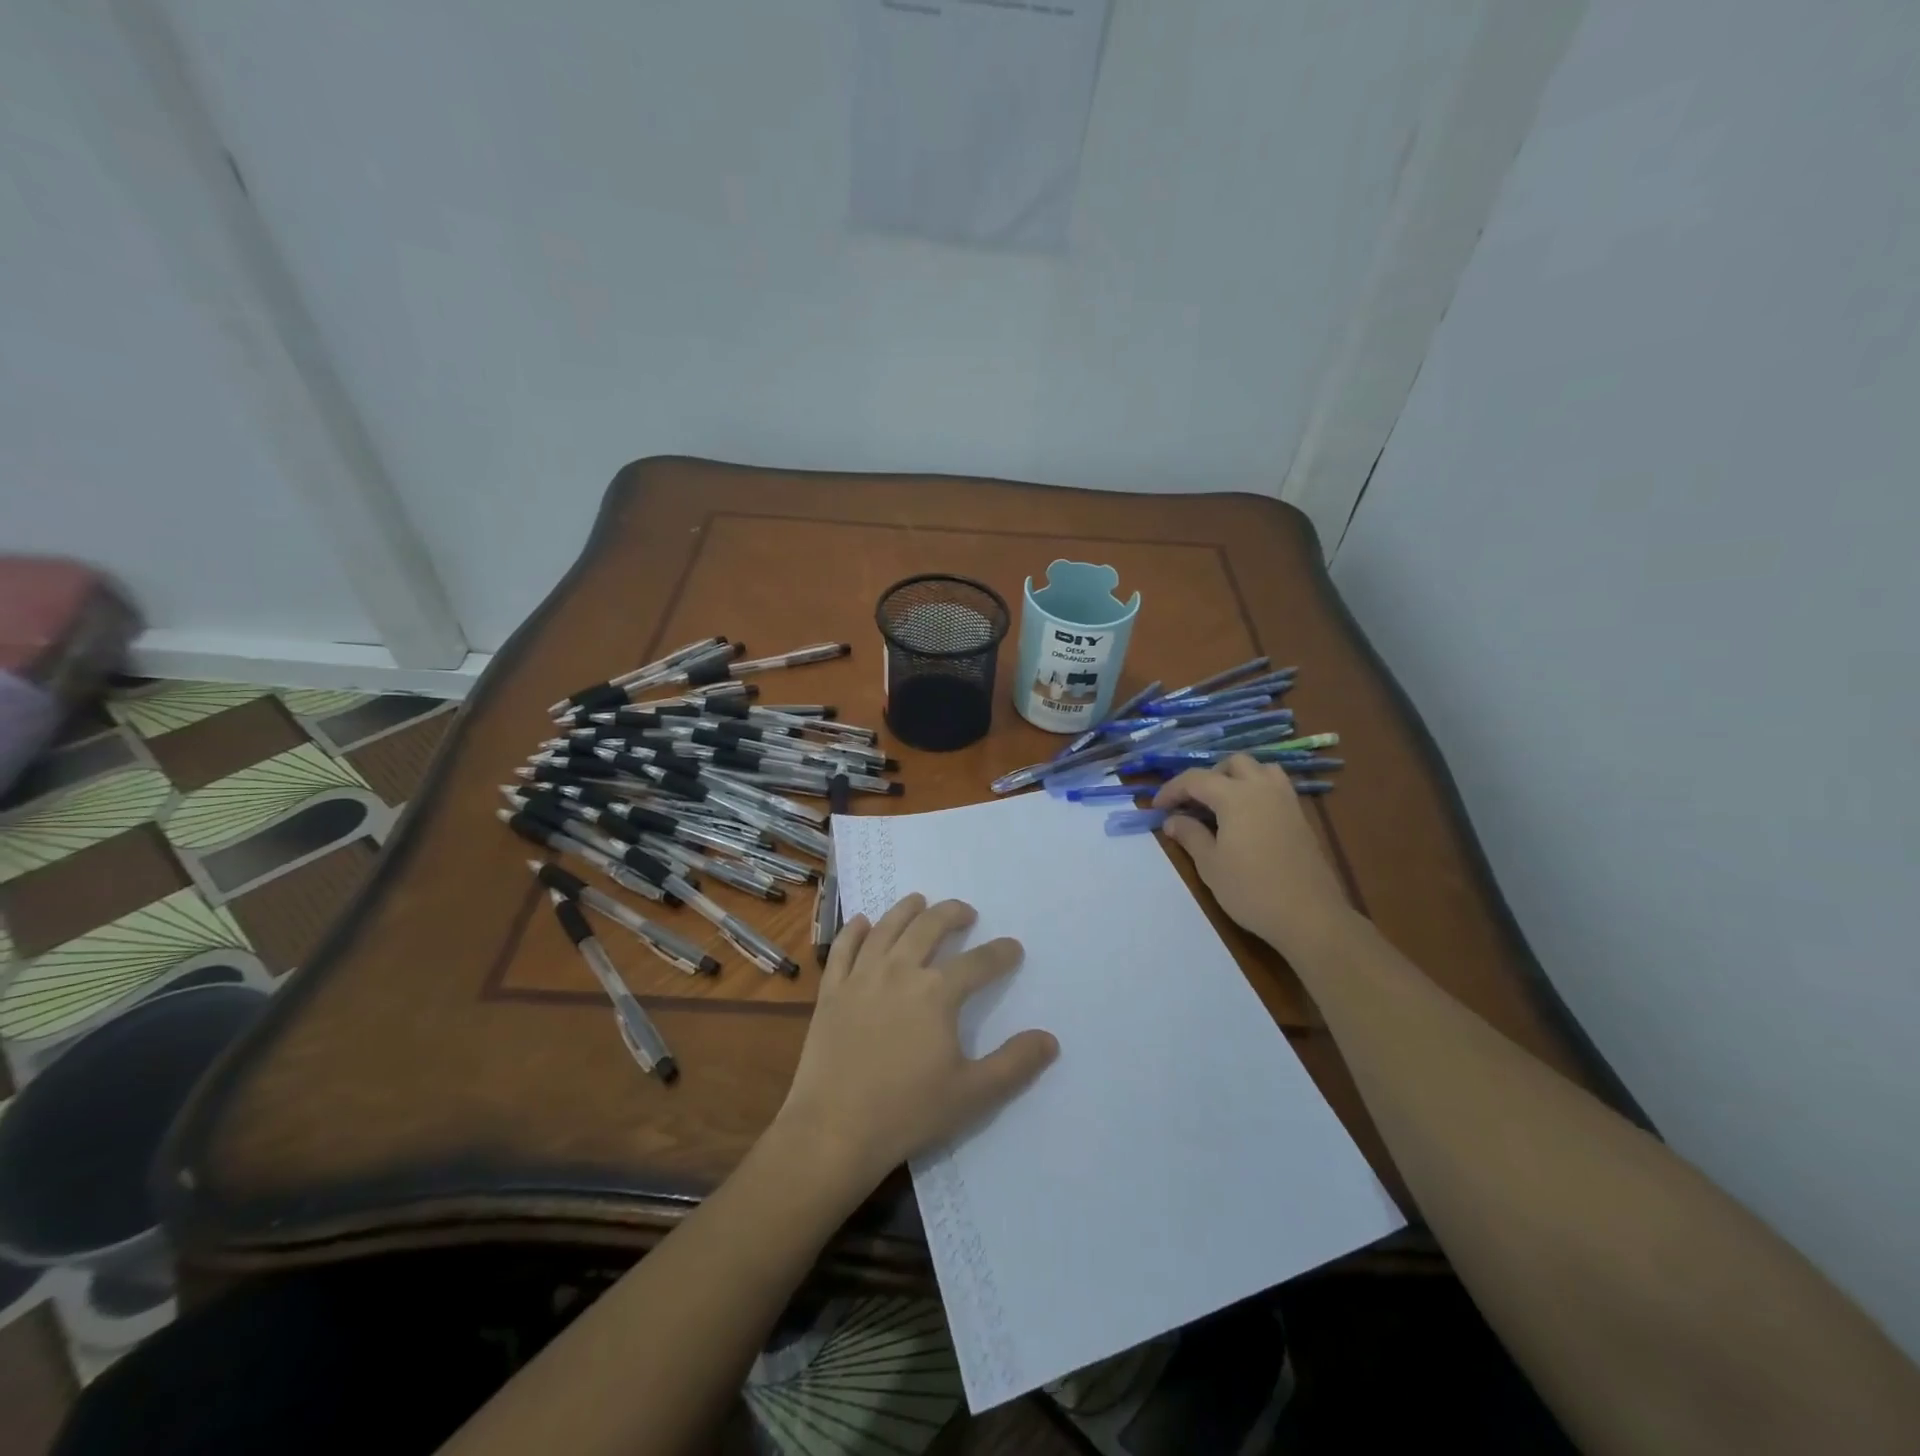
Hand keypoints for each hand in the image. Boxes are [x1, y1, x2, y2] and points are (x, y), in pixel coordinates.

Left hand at [774, 894, 1058, 1194]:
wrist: (834, 1130)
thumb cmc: (907, 1112)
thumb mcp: (972, 1094)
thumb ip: (1014, 1063)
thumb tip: (1050, 1040)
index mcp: (937, 993)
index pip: (978, 962)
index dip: (1000, 953)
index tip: (1013, 947)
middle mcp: (900, 971)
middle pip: (929, 927)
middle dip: (952, 914)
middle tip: (966, 912)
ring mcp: (861, 977)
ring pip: (887, 928)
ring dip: (906, 909)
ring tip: (919, 900)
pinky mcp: (832, 991)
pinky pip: (844, 949)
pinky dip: (855, 930)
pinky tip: (863, 921)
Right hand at [1154, 755, 1356, 962]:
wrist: (1309, 916)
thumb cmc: (1251, 890)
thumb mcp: (1210, 864)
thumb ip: (1189, 835)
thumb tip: (1173, 820)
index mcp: (1236, 796)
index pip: (1196, 779)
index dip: (1172, 789)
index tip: (1157, 808)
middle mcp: (1263, 788)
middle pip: (1232, 763)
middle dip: (1208, 777)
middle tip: (1192, 803)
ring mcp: (1286, 801)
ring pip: (1260, 769)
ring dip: (1237, 777)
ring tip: (1223, 803)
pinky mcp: (1301, 817)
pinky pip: (1276, 787)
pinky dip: (1257, 790)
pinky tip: (1247, 818)